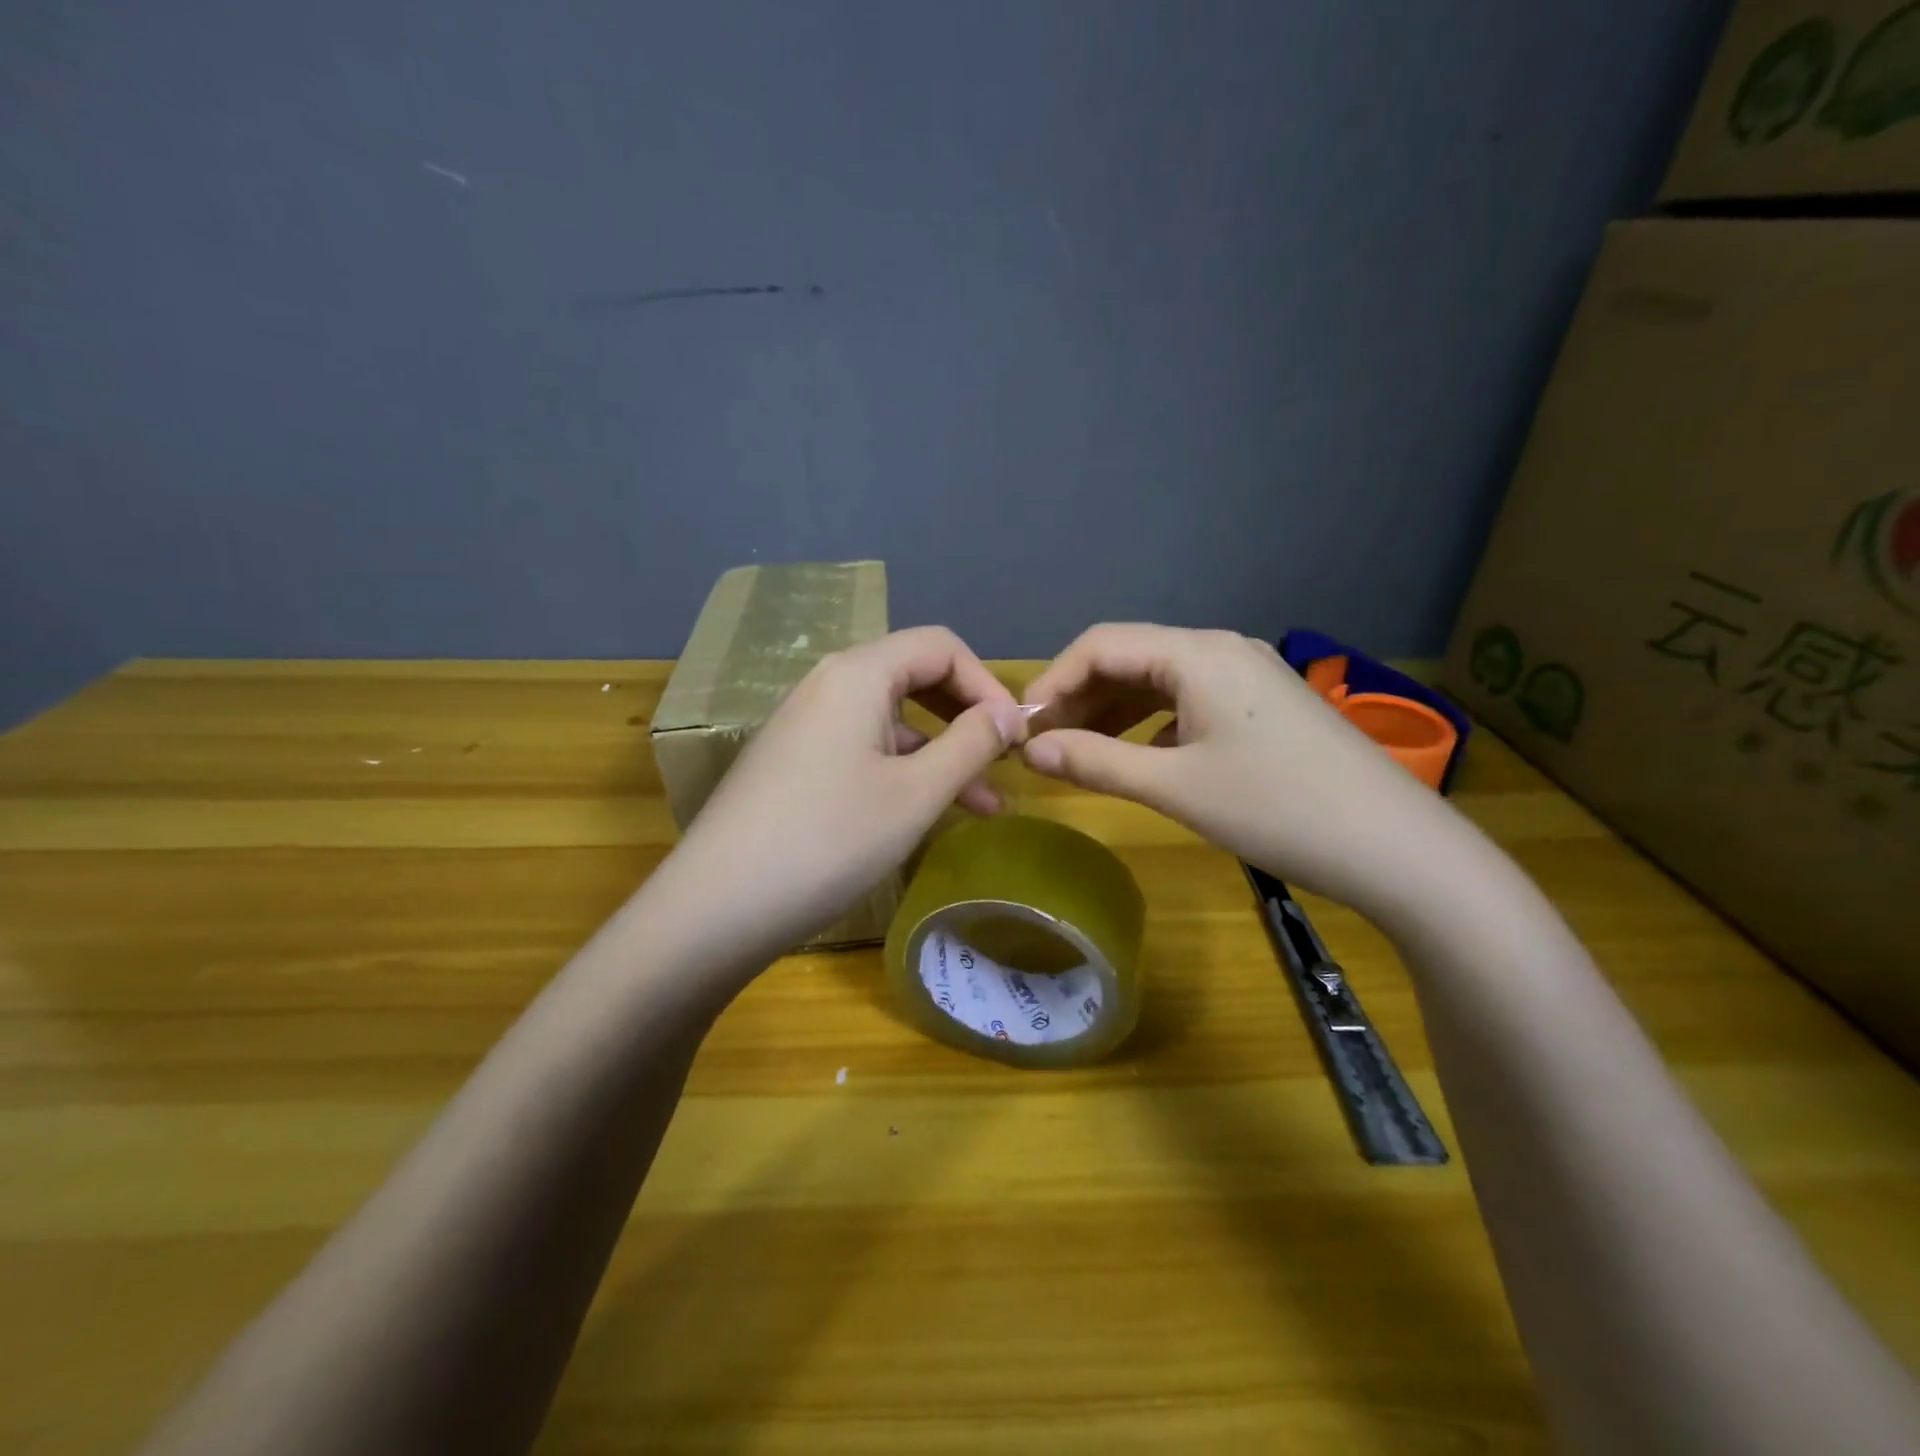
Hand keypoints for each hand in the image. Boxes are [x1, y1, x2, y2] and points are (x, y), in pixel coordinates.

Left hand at [646, 627, 1026, 972]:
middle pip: (915, 677)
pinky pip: (863, 748)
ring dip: (941, 754)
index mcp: (858, 674)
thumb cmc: (829, 840)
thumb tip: (1010, 715)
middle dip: (967, 718)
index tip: (1017, 736)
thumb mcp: (916, 794)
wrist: (717, 906)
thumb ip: (971, 745)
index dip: (988, 684)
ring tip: (984, 805)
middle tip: (1005, 762)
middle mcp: (828, 684)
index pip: (940, 647)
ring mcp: (806, 724)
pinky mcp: (794, 762)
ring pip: (892, 721)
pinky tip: (927, 812)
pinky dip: (903, 771)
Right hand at [1020, 623, 1454, 915]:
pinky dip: (1151, 723)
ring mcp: (1247, 675)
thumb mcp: (1176, 787)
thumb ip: (1096, 761)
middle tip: (1042, 744)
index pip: (1100, 644)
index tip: (1021, 726)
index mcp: (1197, 653)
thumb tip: (1030, 749)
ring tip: (1076, 751)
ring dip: (1112, 711)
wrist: (1395, 848)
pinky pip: (1189, 700)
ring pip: (1159, 680)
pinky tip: (1136, 756)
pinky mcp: (1263, 705)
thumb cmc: (1277, 810)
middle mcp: (1221, 649)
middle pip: (1129, 657)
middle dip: (1080, 697)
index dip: (1052, 681)